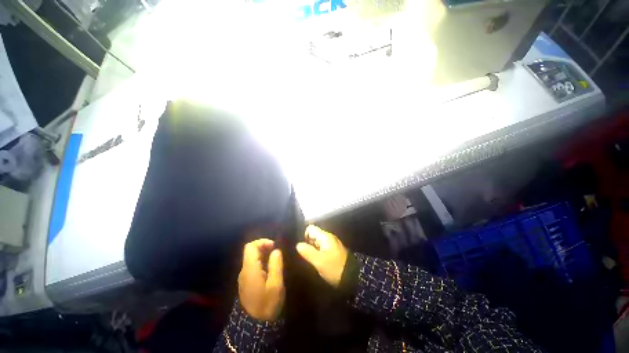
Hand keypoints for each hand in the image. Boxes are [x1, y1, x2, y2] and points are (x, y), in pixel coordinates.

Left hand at [238, 239, 284, 320]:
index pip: (250, 247)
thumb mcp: (276, 285)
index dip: (262, 242)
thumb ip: (276, 265)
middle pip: (251, 251)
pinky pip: (253, 266)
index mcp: (250, 269)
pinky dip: (262, 262)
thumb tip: (276, 250)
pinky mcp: (246, 282)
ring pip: (252, 258)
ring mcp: (244, 277)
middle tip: (277, 253)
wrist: (254, 325)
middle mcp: (244, 270)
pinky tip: (270, 269)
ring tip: (276, 260)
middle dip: (264, 248)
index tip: (274, 246)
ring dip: (264, 255)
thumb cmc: (267, 304)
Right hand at [296, 225, 348, 286]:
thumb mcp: (319, 261)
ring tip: (307, 259)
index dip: (303, 236)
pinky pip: (321, 248)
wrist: (352, 277)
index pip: (310, 228)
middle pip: (313, 235)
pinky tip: (315, 261)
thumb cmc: (334, 267)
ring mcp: (331, 244)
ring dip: (312, 249)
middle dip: (307, 243)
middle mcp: (328, 237)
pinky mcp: (333, 251)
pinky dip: (317, 252)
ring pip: (317, 242)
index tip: (301, 247)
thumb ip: (308, 252)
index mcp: (325, 236)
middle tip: (302, 255)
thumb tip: (298, 245)